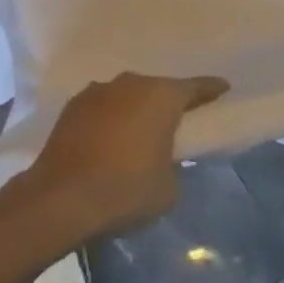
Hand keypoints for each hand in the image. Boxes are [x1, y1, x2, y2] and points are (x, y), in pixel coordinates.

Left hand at [23, 72, 228, 236]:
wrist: (60, 198)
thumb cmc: (125, 190)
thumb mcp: (168, 189)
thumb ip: (175, 165)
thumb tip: (164, 159)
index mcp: (162, 97)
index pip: (195, 88)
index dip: (211, 89)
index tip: (223, 87)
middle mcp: (131, 83)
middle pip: (157, 90)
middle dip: (166, 104)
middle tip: (173, 124)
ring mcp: (98, 91)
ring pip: (126, 97)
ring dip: (133, 111)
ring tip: (135, 136)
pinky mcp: (72, 106)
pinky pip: (102, 108)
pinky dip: (108, 120)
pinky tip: (106, 142)